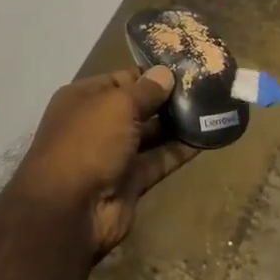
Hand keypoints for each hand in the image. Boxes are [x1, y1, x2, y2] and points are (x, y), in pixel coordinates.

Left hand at [10, 67, 198, 259]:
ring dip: (177, 124)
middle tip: (206, 88)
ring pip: (150, 134)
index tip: (186, 69)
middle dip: (167, 98)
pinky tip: (206, 139)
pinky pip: (158, 160)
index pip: (122, 79)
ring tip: (210, 109)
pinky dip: (179, 151)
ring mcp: (113, 154)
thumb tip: (165, 73)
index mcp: (84, 98)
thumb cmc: (88, 142)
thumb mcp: (117, 105)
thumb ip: (145, 91)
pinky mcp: (130, 182)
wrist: (69, 210)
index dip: (151, 75)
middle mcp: (97, 123)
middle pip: (137, 106)